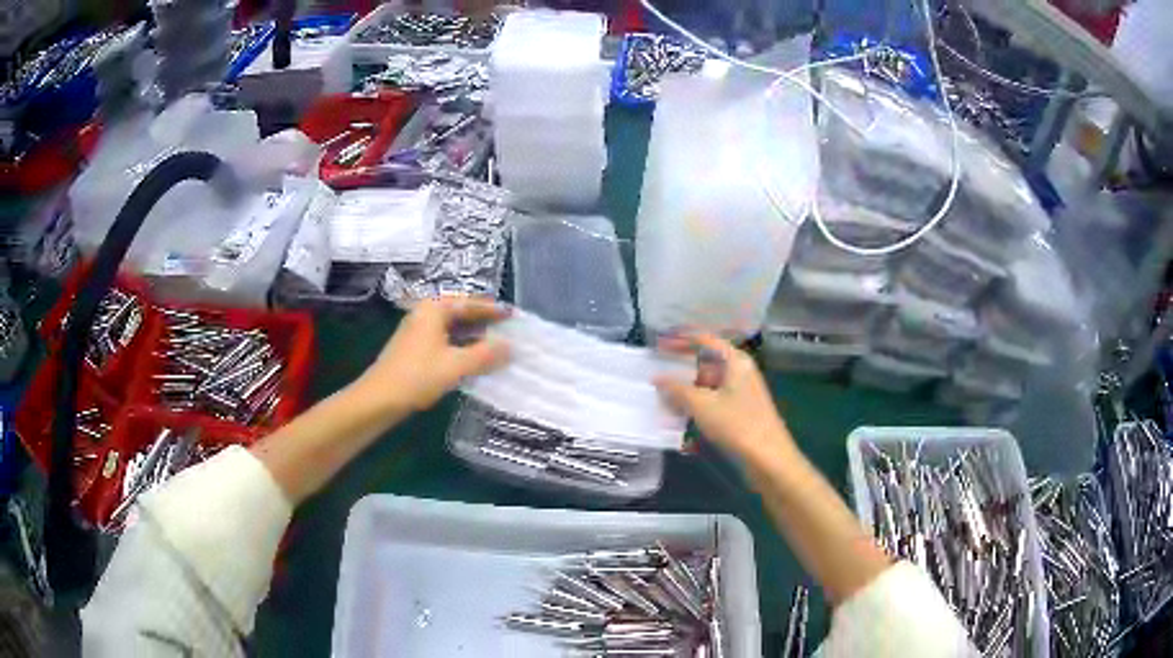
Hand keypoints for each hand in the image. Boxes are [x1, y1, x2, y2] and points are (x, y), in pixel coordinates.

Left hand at [355, 296, 510, 412]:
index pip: (470, 303)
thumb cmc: (417, 376)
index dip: (493, 309)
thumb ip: (486, 354)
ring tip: (497, 346)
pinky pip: (445, 341)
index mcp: (434, 309)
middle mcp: (425, 314)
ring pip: (453, 329)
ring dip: (474, 337)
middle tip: (509, 330)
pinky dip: (462, 347)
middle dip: (484, 322)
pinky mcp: (415, 349)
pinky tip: (474, 360)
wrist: (379, 399)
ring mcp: (418, 332)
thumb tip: (511, 347)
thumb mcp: (456, 365)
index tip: (514, 315)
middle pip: (461, 313)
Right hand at [654, 333, 794, 465]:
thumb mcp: (701, 405)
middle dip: (682, 367)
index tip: (659, 344)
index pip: (705, 340)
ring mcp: (741, 392)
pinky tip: (680, 413)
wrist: (768, 457)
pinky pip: (714, 399)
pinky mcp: (740, 411)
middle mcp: (740, 371)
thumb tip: (657, 377)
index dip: (681, 339)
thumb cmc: (736, 424)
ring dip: (687, 388)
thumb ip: (677, 389)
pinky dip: (697, 403)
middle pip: (707, 361)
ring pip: (709, 383)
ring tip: (662, 394)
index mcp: (735, 361)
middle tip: (657, 370)